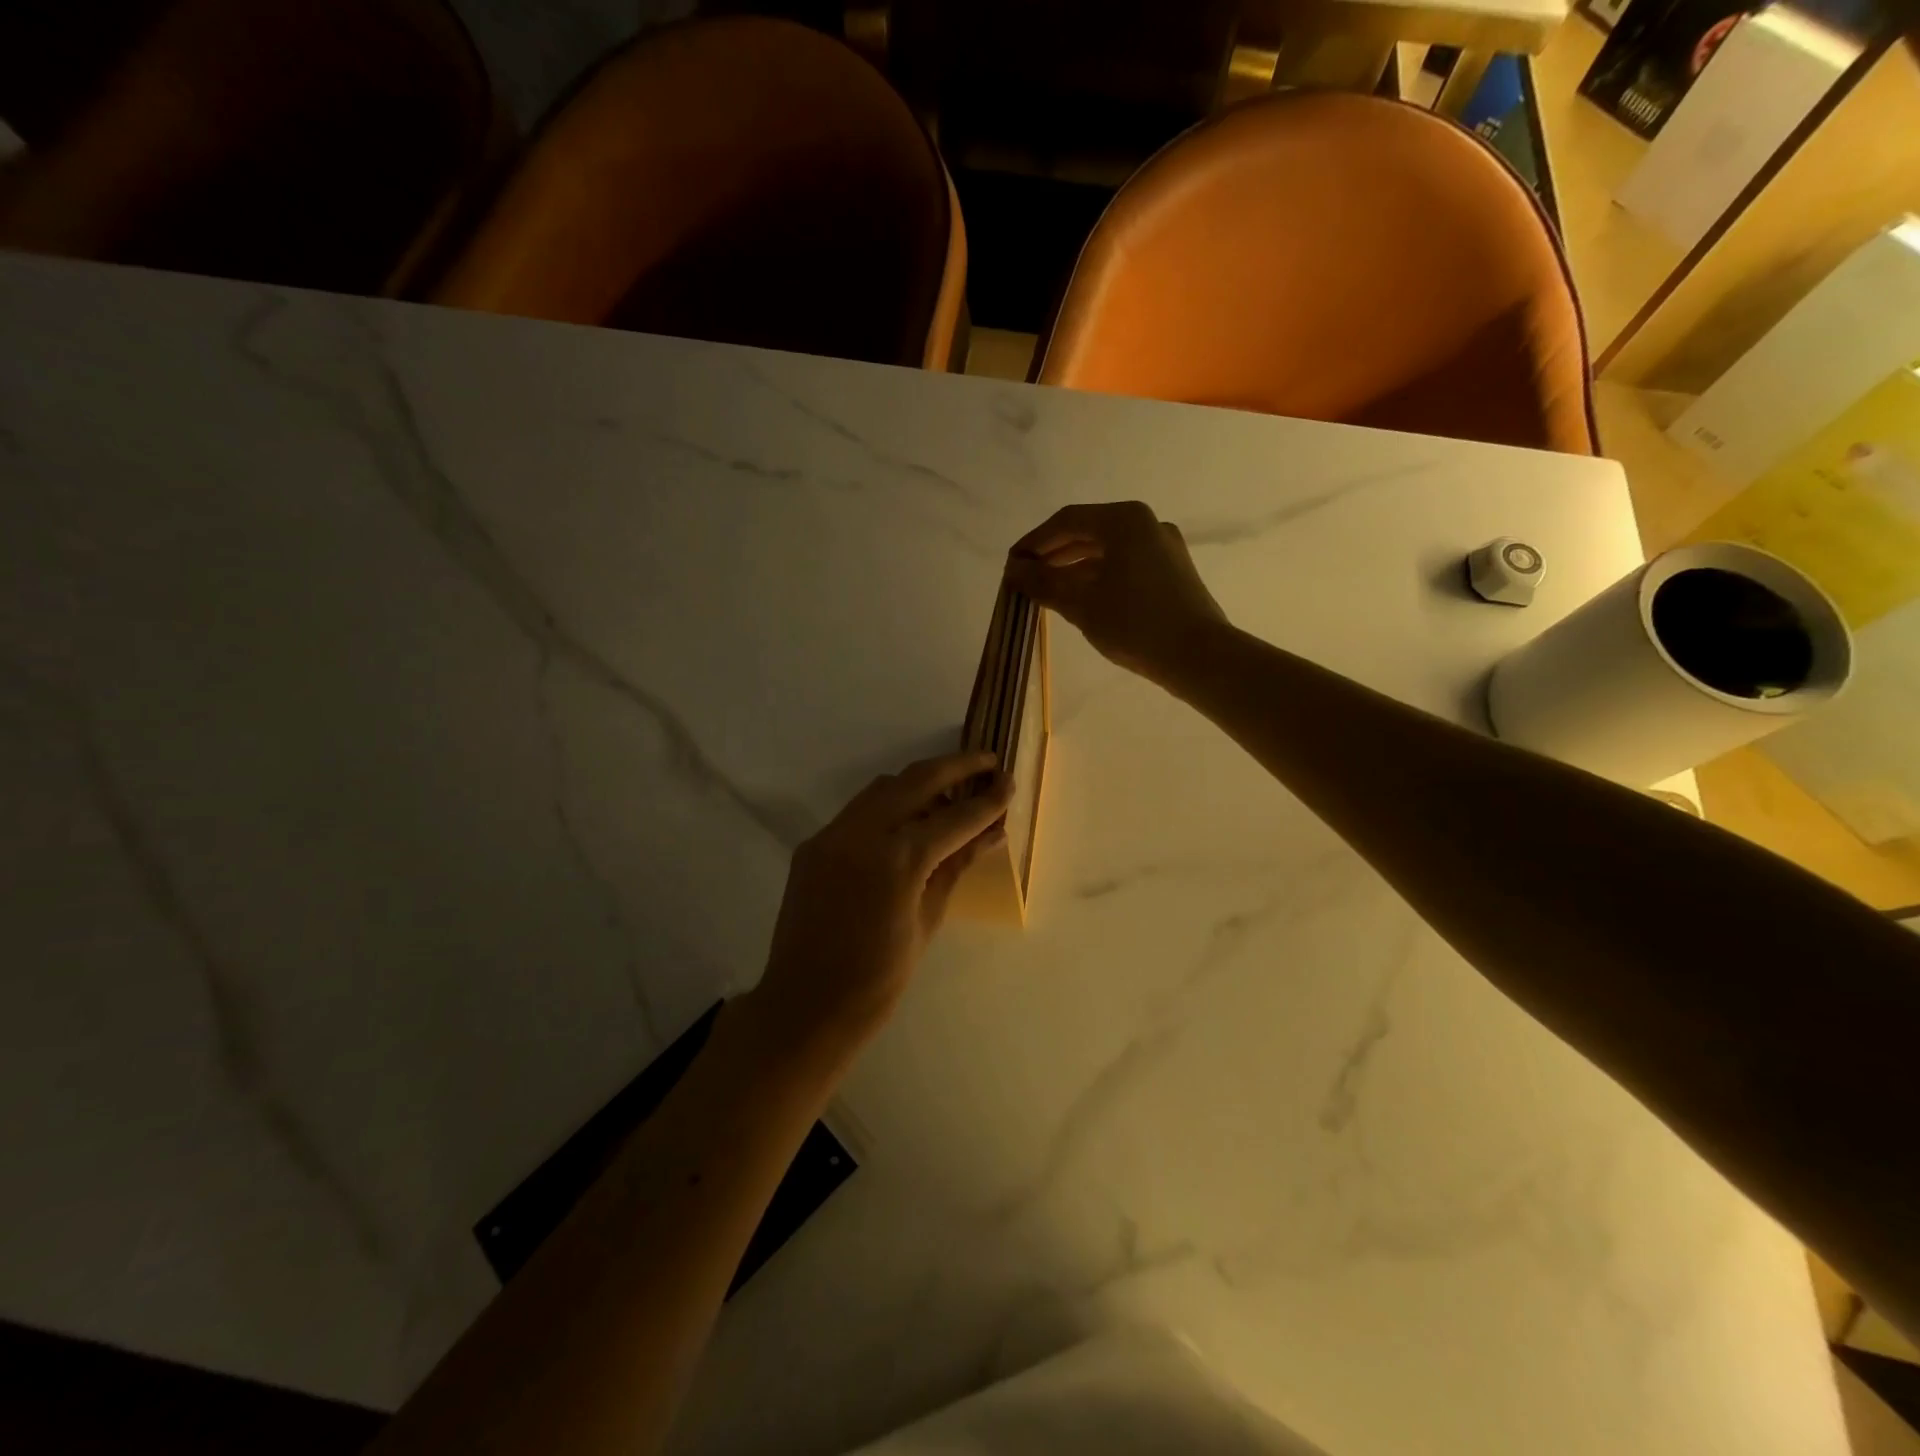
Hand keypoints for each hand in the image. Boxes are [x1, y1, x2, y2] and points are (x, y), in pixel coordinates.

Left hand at [752, 751, 1012, 1055]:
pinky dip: (889, 805)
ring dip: (920, 782)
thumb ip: (956, 866)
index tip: (1009, 782)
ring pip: (883, 788)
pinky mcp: (814, 844)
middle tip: (987, 761)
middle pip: (916, 779)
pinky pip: (859, 811)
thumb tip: (990, 832)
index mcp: (898, 861)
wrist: (806, 1005)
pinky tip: (908, 823)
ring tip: (950, 793)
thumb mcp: (927, 921)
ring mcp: (832, 835)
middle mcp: (862, 834)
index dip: (987, 800)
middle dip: (956, 766)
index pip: (954, 818)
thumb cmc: (878, 979)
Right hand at [1006, 501, 1227, 687]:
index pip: (1066, 521)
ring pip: (1107, 550)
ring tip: (1046, 590)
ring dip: (1073, 567)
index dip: (1034, 542)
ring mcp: (1163, 547)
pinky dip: (1098, 576)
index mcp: (1124, 521)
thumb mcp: (1081, 604)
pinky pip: (1125, 564)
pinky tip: (1080, 598)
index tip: (1011, 564)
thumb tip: (1013, 570)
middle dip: (1053, 554)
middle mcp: (1146, 524)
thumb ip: (1043, 583)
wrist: (1199, 656)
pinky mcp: (1172, 571)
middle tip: (1024, 578)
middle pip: (1088, 532)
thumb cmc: (1135, 624)